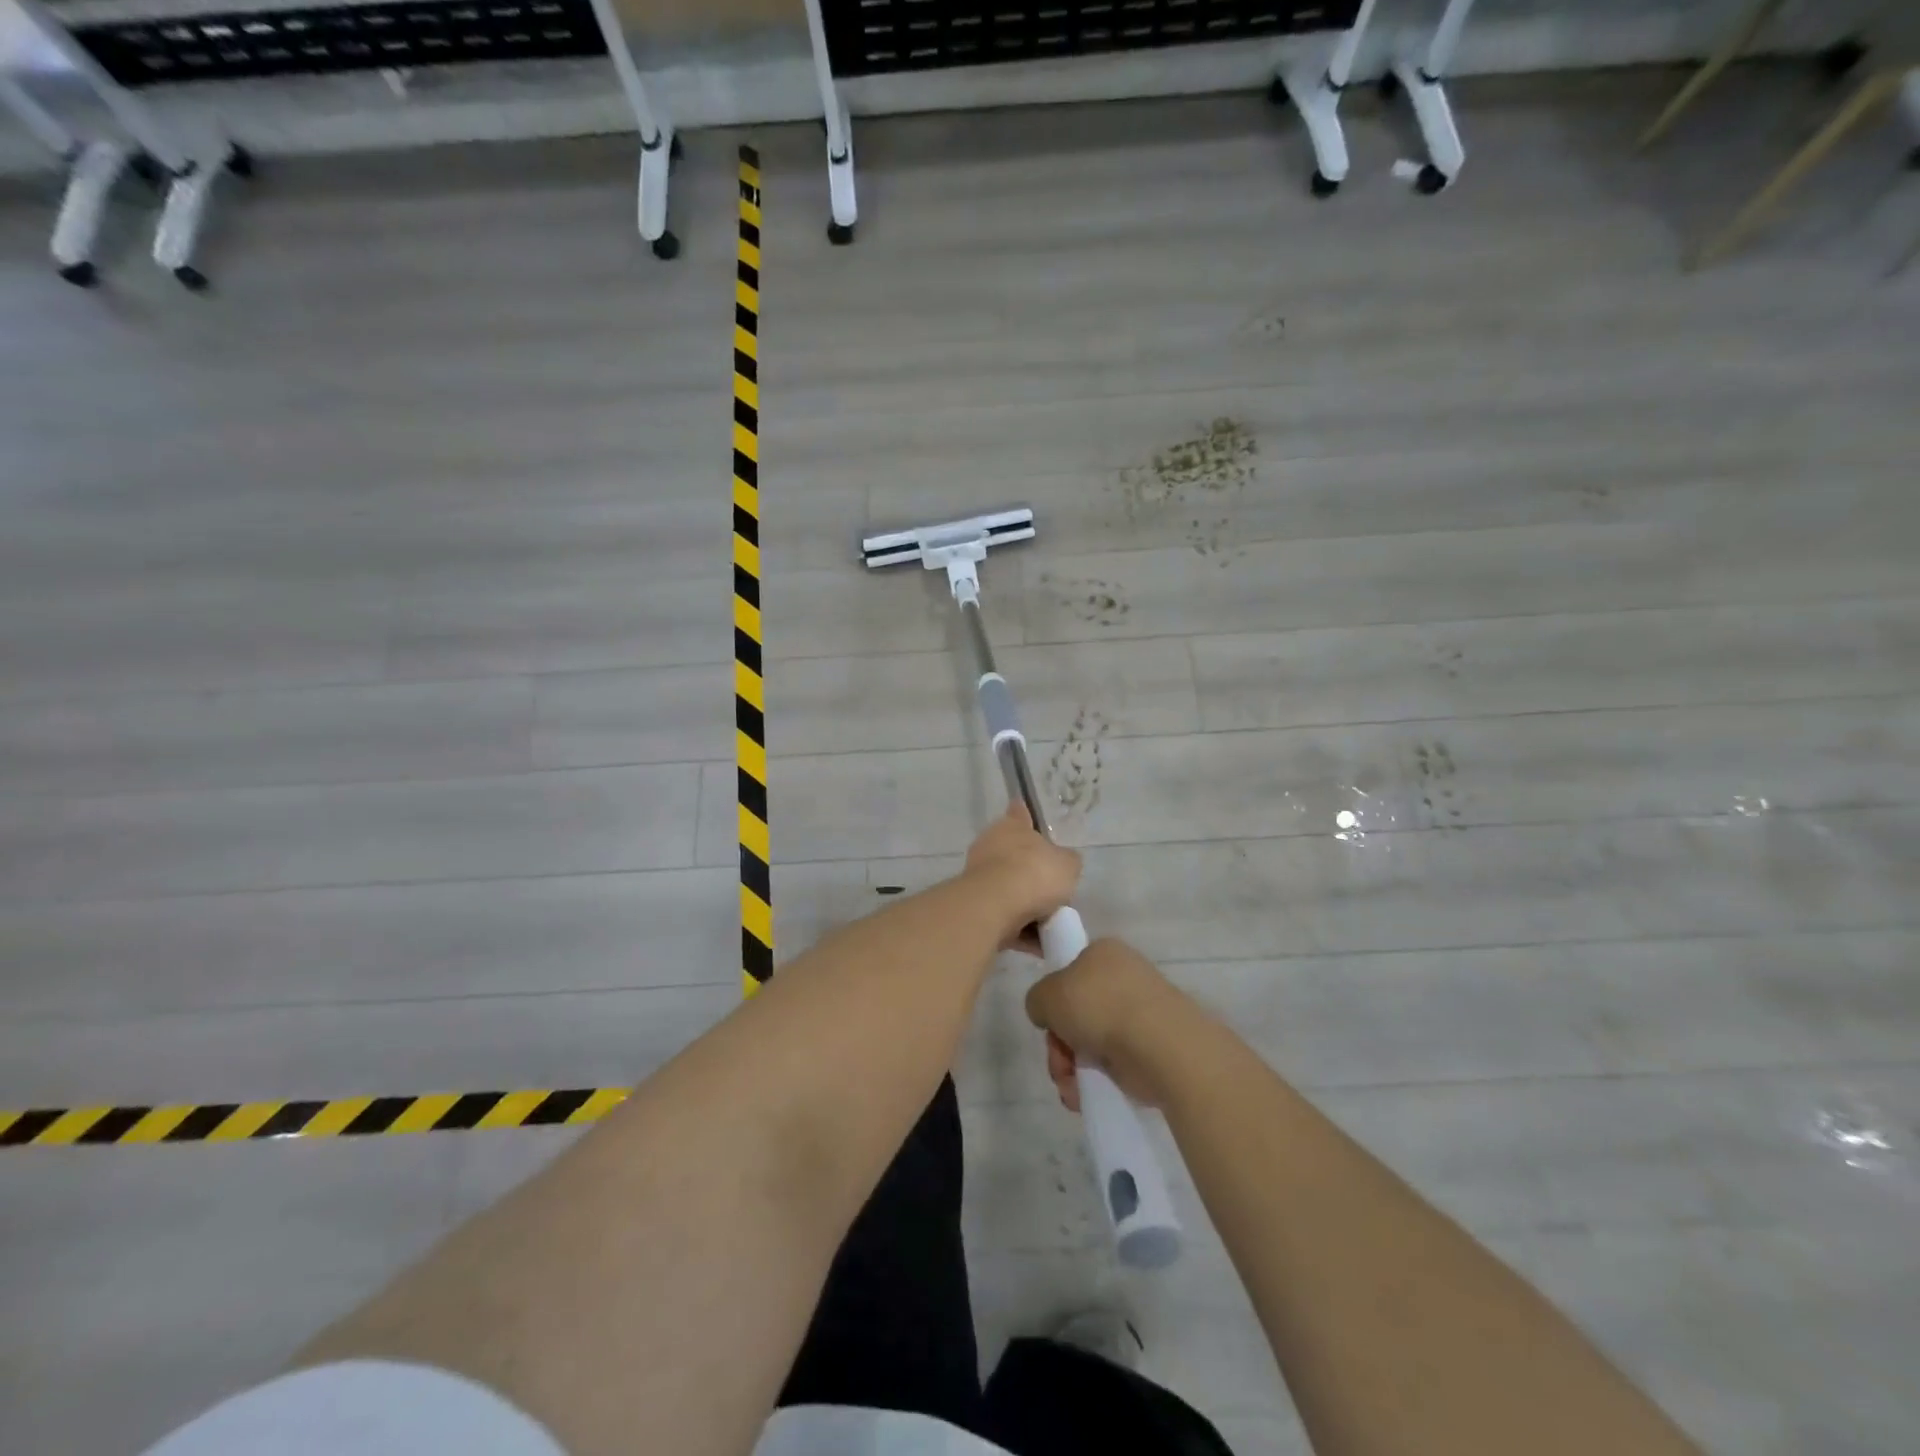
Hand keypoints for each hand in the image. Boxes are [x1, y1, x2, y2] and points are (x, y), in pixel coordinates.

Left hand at [962, 804, 1081, 952]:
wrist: (996, 906)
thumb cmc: (1035, 873)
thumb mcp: (1068, 865)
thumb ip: (1067, 862)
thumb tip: (1064, 863)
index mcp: (1012, 826)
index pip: (1019, 813)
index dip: (1024, 815)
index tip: (1026, 815)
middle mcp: (991, 845)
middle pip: (1014, 856)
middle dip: (1031, 873)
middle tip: (1055, 892)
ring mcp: (979, 875)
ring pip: (1009, 889)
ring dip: (1026, 907)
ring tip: (1051, 925)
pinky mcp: (974, 905)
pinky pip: (1004, 917)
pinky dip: (1020, 930)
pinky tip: (1039, 945)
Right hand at [1026, 937, 1188, 1110]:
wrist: (1159, 1044)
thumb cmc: (1098, 1007)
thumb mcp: (1046, 995)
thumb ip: (1038, 1000)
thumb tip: (1049, 1014)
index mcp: (1103, 952)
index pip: (1070, 973)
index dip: (1054, 1002)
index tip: (1049, 1024)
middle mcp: (1125, 976)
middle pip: (1079, 1012)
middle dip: (1061, 1043)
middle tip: (1059, 1062)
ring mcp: (1144, 1012)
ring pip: (1094, 1039)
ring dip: (1074, 1066)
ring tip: (1072, 1086)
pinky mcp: (1156, 1045)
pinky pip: (1117, 1060)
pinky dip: (1099, 1078)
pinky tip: (1087, 1094)